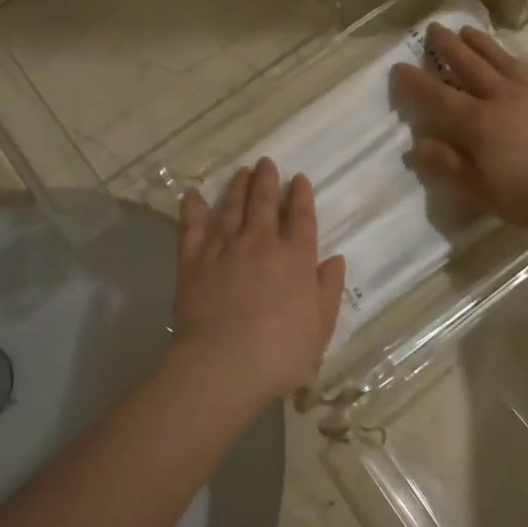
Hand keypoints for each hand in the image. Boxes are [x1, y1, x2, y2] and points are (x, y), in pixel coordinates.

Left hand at [170, 159, 347, 404]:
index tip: (299, 179)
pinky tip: (193, 195)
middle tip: (266, 163)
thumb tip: (335, 259)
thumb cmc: (281, 352)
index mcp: (296, 257)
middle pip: (264, 202)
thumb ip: (328, 290)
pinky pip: (192, 226)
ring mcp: (224, 247)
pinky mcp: (193, 259)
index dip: (301, 196)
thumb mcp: (320, 327)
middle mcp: (261, 242)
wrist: (224, 363)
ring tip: (242, 172)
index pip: (301, 217)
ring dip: (237, 186)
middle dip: (267, 180)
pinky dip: (193, 208)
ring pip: (232, 207)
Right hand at [392, 24, 527, 234]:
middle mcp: (504, 98)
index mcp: (479, 123)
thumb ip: (449, 165)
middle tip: (434, 28)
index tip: (399, 67)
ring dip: (485, 44)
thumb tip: (417, 144)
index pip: (438, 97)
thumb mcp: (482, 190)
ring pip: (505, 61)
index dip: (416, 83)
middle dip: (449, 46)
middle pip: (471, 66)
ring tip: (469, 30)